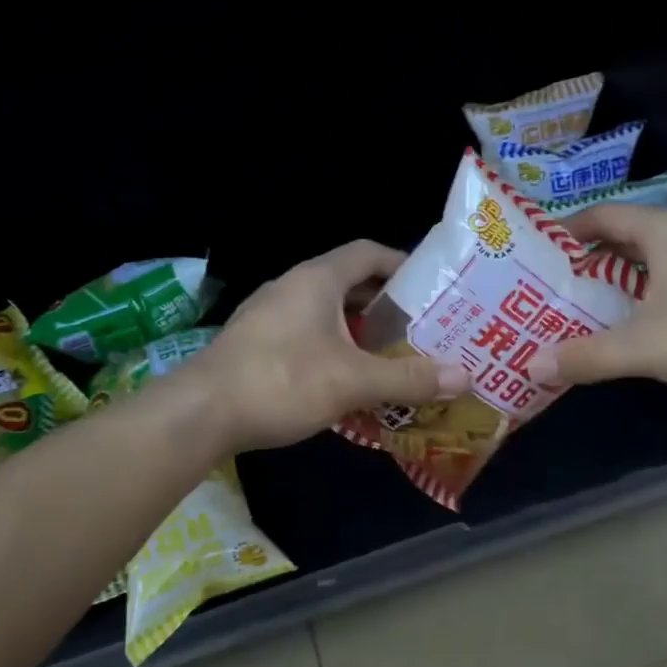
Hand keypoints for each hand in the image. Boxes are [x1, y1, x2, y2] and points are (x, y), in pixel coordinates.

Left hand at [190, 240, 470, 450]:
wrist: (201, 413)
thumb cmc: (282, 381)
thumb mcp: (353, 381)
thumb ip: (408, 378)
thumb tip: (465, 376)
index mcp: (318, 279)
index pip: (369, 253)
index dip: (403, 264)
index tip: (432, 288)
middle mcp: (293, 287)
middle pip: (350, 284)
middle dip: (387, 305)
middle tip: (422, 328)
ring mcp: (270, 315)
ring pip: (328, 313)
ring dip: (360, 331)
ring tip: (393, 356)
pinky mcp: (257, 344)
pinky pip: (307, 335)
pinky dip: (334, 349)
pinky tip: (348, 381)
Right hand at [538, 205, 666, 401]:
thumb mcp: (644, 348)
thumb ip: (587, 356)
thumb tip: (533, 366)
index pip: (604, 215)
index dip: (569, 231)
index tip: (540, 254)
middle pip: (630, 236)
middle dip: (593, 260)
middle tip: (559, 287)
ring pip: (660, 257)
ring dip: (627, 278)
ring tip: (595, 307)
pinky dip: (657, 291)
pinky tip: (650, 322)